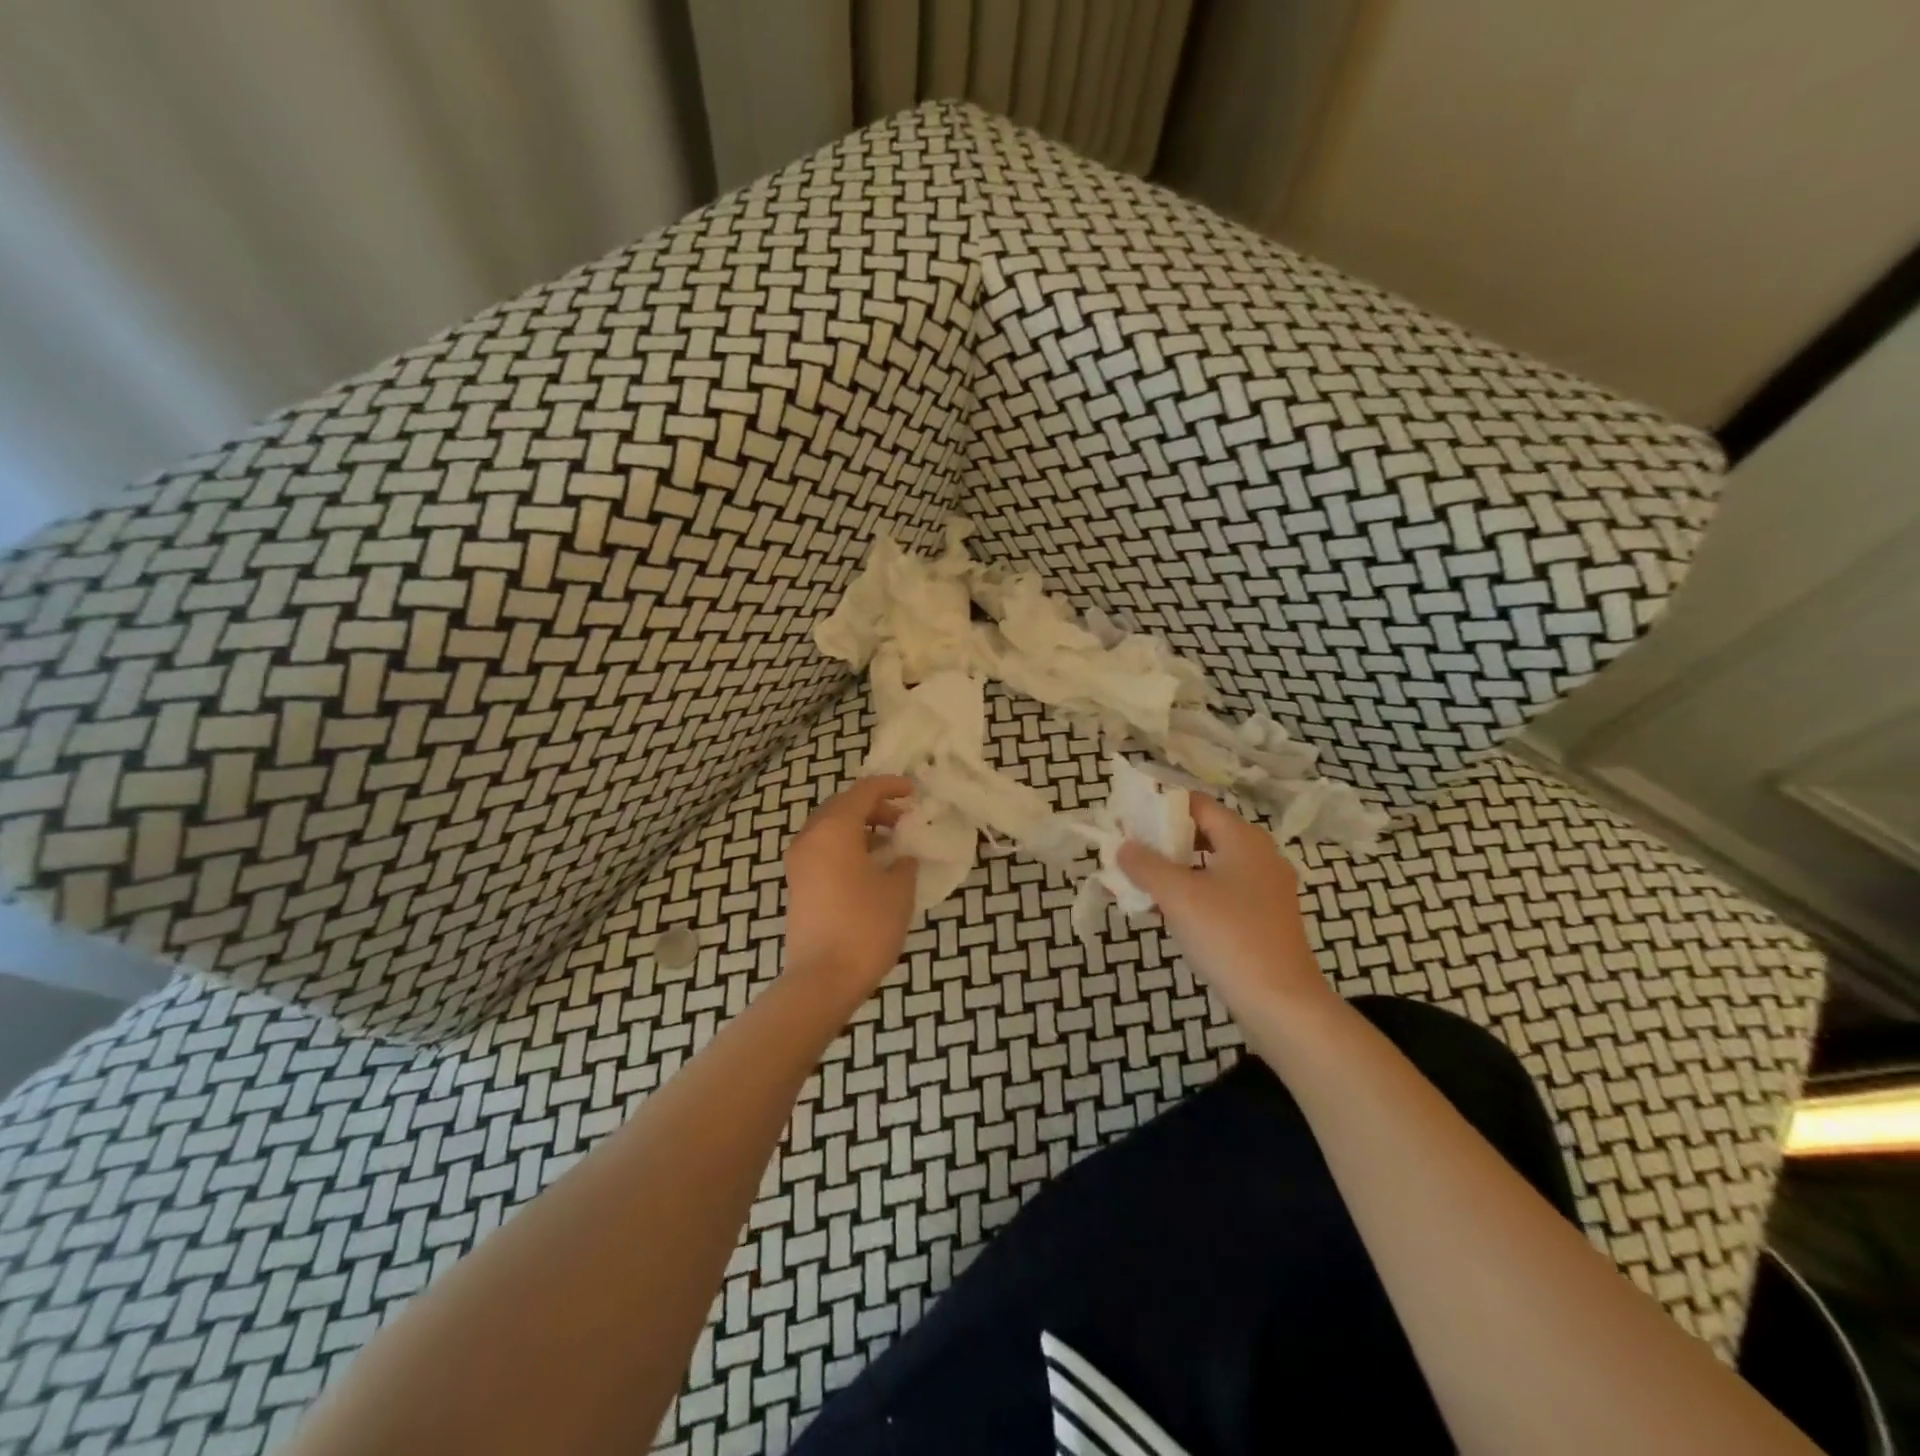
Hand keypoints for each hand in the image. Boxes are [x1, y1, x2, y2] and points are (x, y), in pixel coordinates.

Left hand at [783, 775, 917, 998]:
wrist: (823, 978)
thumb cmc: (865, 927)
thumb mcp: (898, 890)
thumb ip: (904, 863)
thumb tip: (901, 856)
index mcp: (834, 829)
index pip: (863, 791)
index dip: (891, 786)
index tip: (914, 791)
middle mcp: (810, 838)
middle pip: (843, 806)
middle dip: (875, 806)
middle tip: (903, 818)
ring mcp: (799, 862)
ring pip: (831, 828)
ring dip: (860, 827)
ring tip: (891, 842)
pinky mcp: (798, 884)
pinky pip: (823, 849)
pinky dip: (847, 846)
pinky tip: (871, 865)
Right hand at [1118, 795, 1334, 1018]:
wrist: (1281, 1003)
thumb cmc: (1228, 936)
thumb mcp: (1177, 895)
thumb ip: (1145, 865)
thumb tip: (1123, 846)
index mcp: (1243, 839)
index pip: (1196, 804)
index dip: (1160, 807)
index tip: (1128, 820)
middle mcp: (1259, 855)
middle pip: (1204, 833)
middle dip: (1163, 841)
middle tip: (1128, 852)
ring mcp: (1265, 889)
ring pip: (1210, 865)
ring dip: (1174, 870)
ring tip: (1139, 882)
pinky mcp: (1263, 918)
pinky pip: (1220, 892)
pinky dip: (1193, 893)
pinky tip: (1166, 912)